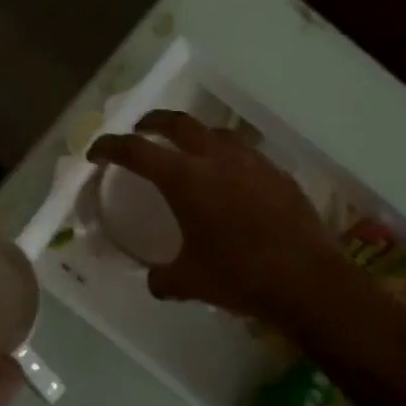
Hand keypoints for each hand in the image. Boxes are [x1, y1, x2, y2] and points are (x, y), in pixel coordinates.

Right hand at [89, 110, 342, 321]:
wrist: (308, 280)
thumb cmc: (240, 276)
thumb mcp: (190, 282)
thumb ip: (163, 278)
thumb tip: (155, 280)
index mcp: (185, 180)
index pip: (136, 151)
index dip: (110, 147)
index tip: (97, 152)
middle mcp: (216, 159)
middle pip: (177, 123)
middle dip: (153, 122)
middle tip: (141, 130)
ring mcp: (252, 162)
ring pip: (215, 132)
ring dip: (194, 135)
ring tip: (188, 149)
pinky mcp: (278, 174)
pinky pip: (245, 154)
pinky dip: (227, 157)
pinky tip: (230, 179)